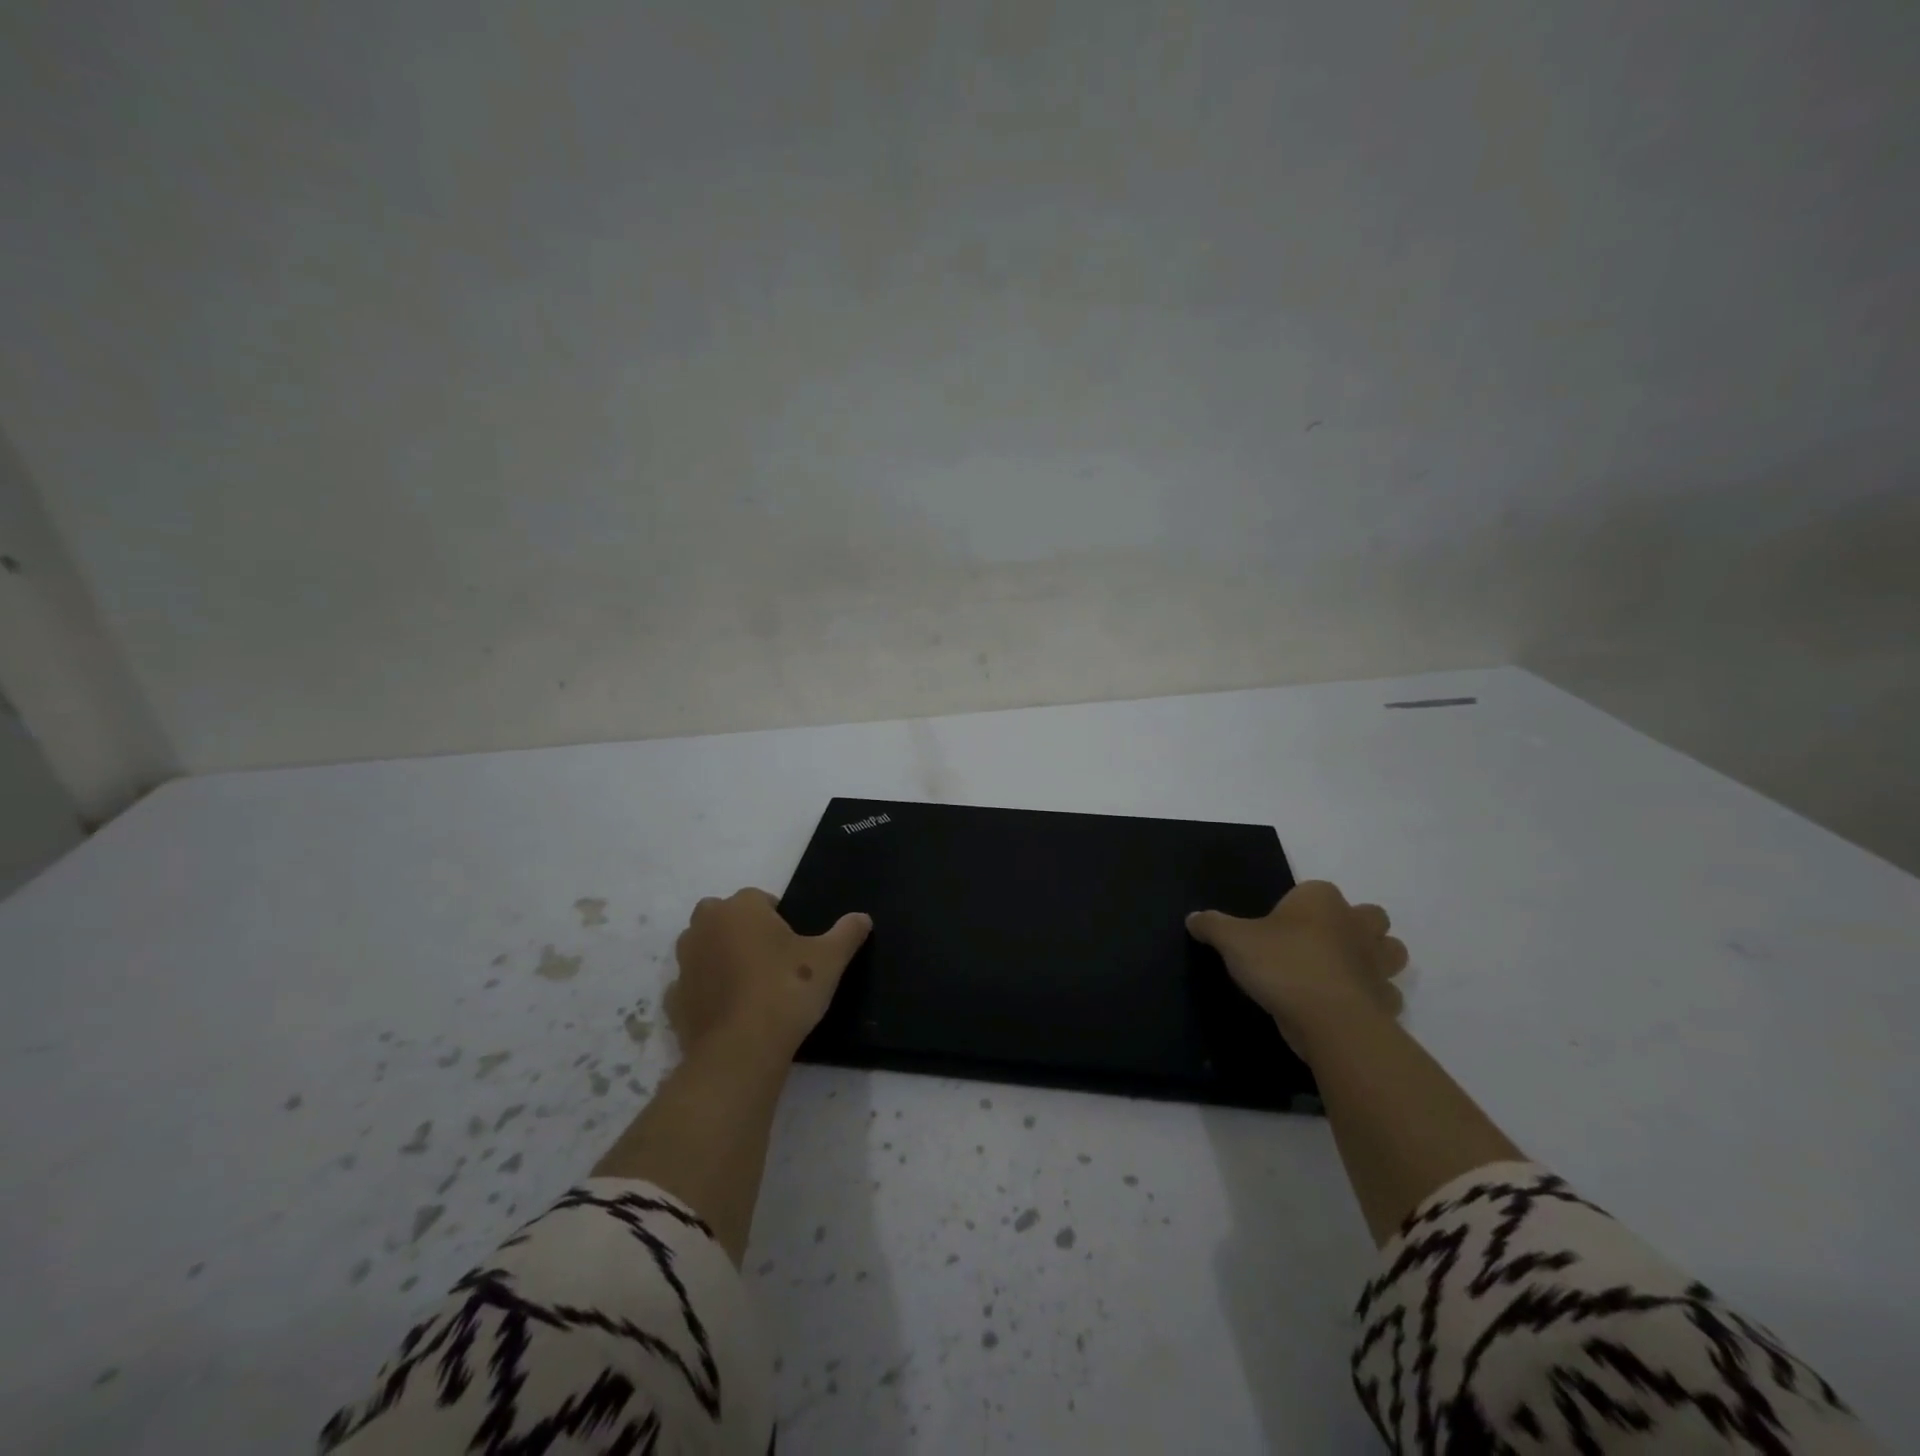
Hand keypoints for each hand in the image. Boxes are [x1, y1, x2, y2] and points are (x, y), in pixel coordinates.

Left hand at [665, 888, 870, 1061]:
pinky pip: (692, 987)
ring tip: (750, 984)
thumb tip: (863, 917)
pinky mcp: (673, 1001)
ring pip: (702, 948)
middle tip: (769, 957)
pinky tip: (730, 1011)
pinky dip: (706, 993)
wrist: (742, 1051)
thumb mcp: (829, 960)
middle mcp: (705, 927)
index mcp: (740, 908)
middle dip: (740, 929)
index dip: (777, 917)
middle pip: (723, 916)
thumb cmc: (786, 990)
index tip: (793, 942)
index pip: (759, 898)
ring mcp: (685, 965)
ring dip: (719, 957)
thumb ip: (846, 933)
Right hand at [1187, 881, 1407, 1056]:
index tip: (1279, 926)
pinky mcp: (1385, 1001)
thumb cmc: (1282, 964)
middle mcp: (1356, 925)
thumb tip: (1193, 918)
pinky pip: (1385, 995)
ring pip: (1390, 952)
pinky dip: (1373, 999)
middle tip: (1320, 944)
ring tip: (1340, 972)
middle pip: (1370, 917)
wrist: (1328, 1019)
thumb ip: (1212, 925)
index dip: (1300, 906)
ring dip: (1374, 959)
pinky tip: (1345, 1006)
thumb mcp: (1233, 940)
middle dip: (1354, 926)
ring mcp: (1378, 964)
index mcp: (1321, 900)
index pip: (1315, 890)